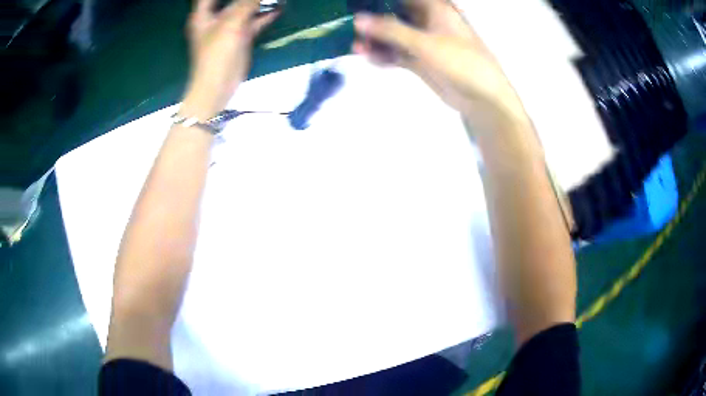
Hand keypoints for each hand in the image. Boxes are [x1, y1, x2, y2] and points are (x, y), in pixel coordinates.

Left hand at [182, 0, 279, 118]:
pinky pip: (254, 21)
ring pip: (245, 8)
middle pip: (231, 0)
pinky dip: (265, 15)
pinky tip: (279, 8)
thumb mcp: (231, 24)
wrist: (218, 87)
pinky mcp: (240, 37)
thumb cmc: (217, 55)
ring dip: (259, 2)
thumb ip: (246, 4)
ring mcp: (229, 27)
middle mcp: (216, 18)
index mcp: (204, 15)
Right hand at [352, 0, 527, 130]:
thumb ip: (391, 30)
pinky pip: (397, 54)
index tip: (358, 4)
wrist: (482, 98)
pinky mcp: (420, 60)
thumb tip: (358, 19)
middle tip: (350, 27)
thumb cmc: (461, 62)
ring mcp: (423, 41)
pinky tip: (371, 59)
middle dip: (372, 20)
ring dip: (376, 40)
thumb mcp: (425, 43)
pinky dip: (384, 56)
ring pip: (393, 35)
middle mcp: (427, 21)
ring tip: (357, 47)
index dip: (380, 1)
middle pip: (394, 14)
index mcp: (435, 9)